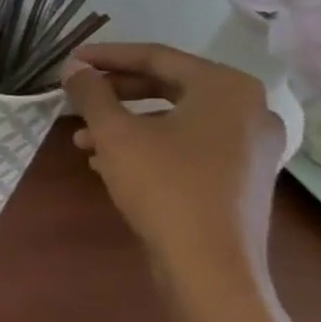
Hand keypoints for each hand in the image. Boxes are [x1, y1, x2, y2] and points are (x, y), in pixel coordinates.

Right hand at [60, 43, 285, 318]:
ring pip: (175, 118)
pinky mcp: (241, 176)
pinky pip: (188, 144)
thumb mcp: (114, 133)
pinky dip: (148, 144)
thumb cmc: (163, 185)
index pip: (157, 56)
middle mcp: (248, 110)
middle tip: (76, 95)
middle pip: (168, 85)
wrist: (209, 265)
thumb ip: (91, 93)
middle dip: (115, 92)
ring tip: (82, 138)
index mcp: (225, 89)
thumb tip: (74, 68)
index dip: (107, 56)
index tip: (70, 61)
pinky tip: (108, 162)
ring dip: (125, 122)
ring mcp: (250, 146)